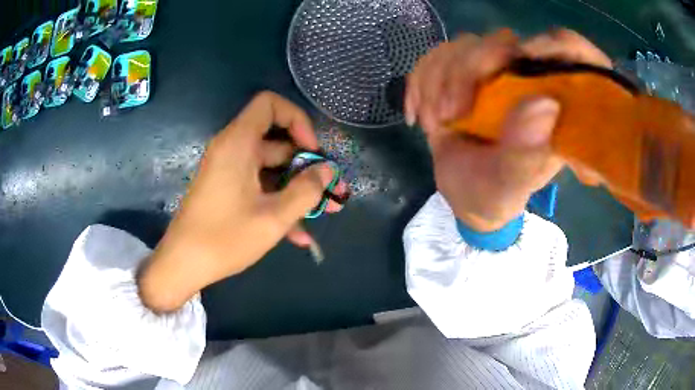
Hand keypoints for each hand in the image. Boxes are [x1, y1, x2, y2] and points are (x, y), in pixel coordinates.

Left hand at [139, 91, 344, 311]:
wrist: (183, 264)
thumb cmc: (224, 238)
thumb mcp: (273, 217)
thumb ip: (307, 191)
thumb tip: (328, 170)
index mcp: (238, 143)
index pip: (270, 104)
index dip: (297, 119)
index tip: (312, 151)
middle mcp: (233, 149)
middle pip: (276, 139)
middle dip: (306, 164)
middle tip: (328, 188)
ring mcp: (229, 169)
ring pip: (271, 167)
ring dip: (296, 188)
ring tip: (322, 212)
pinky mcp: (227, 188)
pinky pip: (259, 185)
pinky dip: (277, 201)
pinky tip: (298, 234)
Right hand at [405, 29, 610, 231]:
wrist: (466, 195)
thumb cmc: (495, 195)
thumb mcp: (510, 186)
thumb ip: (526, 155)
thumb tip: (545, 104)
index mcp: (551, 104)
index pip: (550, 54)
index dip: (529, 50)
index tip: (495, 76)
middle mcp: (525, 81)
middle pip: (497, 43)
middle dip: (463, 73)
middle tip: (448, 116)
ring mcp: (493, 74)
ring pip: (462, 45)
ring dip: (437, 82)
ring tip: (435, 123)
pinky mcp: (464, 73)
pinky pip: (436, 56)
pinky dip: (420, 82)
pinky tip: (420, 114)